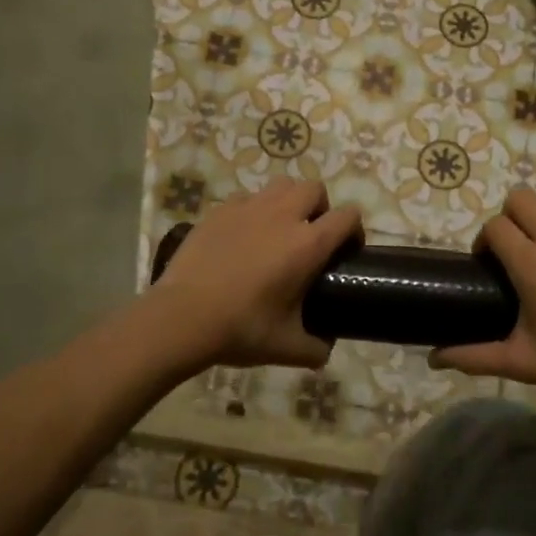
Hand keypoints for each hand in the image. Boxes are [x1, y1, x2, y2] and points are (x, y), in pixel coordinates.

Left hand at [149, 180, 360, 370]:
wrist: (182, 317)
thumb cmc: (241, 329)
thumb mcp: (286, 347)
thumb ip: (315, 349)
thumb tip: (325, 351)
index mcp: (308, 244)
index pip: (347, 216)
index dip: (354, 230)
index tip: (346, 250)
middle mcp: (283, 216)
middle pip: (314, 188)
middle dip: (320, 207)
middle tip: (311, 236)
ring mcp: (248, 208)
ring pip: (281, 185)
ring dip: (288, 200)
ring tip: (279, 228)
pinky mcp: (219, 210)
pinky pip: (246, 198)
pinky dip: (253, 210)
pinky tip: (243, 235)